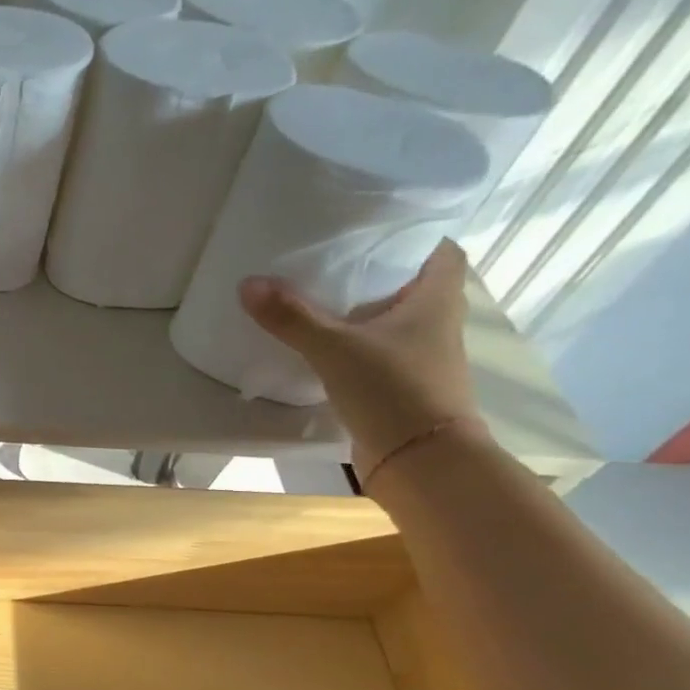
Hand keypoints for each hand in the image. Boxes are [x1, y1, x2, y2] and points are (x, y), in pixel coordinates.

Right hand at [238, 239, 488, 481]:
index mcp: (436, 299)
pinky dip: (354, 345)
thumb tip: (248, 282)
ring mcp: (420, 358)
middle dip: (378, 271)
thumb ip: (292, 317)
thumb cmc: (393, 390)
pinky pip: (376, 352)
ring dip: (364, 311)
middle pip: (413, 284)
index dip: (415, 236)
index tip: (375, 229)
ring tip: (317, 298)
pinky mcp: (400, 386)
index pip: (442, 251)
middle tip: (332, 259)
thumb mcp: (335, 348)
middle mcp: (436, 323)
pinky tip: (321, 346)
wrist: (420, 460)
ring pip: (394, 320)